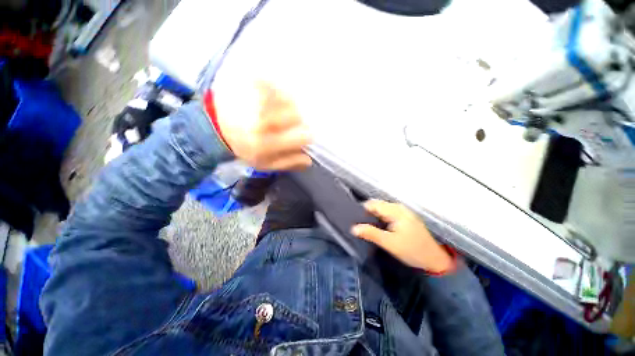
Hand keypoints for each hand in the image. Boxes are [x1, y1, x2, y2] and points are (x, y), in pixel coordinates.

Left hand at [214, 82, 311, 170]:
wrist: (214, 126)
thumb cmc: (245, 148)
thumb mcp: (267, 164)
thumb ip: (289, 162)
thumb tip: (309, 159)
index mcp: (266, 143)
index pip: (304, 135)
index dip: (305, 135)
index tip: (300, 135)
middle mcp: (261, 119)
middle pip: (298, 114)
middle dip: (295, 120)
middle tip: (285, 122)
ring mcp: (254, 97)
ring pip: (289, 98)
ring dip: (287, 106)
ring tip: (275, 111)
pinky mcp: (249, 81)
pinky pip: (277, 85)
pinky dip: (277, 92)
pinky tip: (267, 100)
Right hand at [352, 200, 452, 272]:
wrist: (435, 259)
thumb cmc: (412, 250)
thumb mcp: (390, 243)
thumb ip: (371, 233)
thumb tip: (353, 228)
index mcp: (395, 211)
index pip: (372, 204)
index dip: (361, 211)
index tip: (354, 220)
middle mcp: (398, 207)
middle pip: (377, 205)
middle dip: (367, 213)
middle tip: (359, 226)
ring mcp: (402, 211)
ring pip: (381, 209)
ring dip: (373, 216)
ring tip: (366, 227)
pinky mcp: (404, 217)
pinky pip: (387, 213)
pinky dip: (380, 218)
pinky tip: (377, 227)